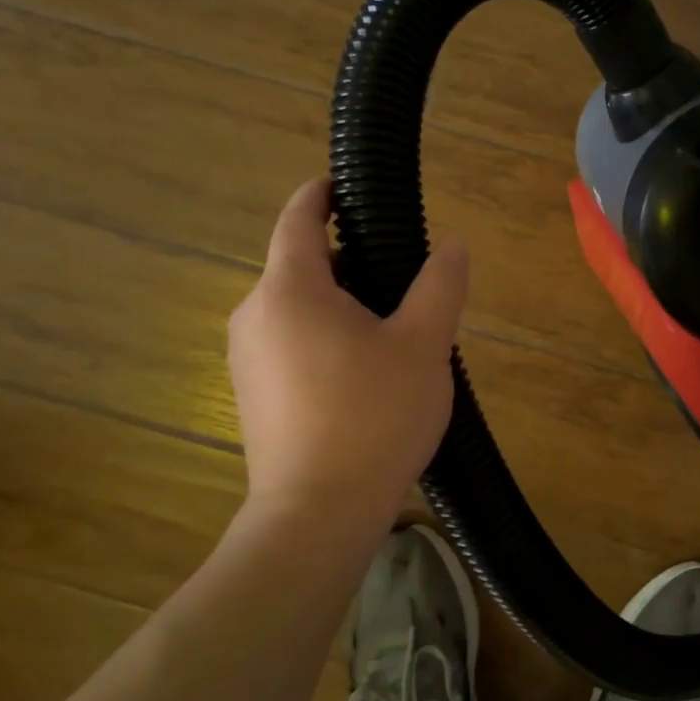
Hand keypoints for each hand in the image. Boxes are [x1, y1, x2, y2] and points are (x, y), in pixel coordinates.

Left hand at [228, 176, 467, 531]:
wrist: (317, 514)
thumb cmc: (373, 417)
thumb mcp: (423, 345)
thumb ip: (440, 286)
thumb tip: (453, 246)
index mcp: (291, 289)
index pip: (298, 218)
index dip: (322, 193)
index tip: (348, 186)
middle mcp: (255, 314)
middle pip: (300, 264)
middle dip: (348, 260)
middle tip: (403, 281)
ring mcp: (246, 358)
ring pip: (296, 307)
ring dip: (338, 303)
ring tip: (391, 333)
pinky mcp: (251, 394)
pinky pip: (288, 343)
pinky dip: (322, 337)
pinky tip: (362, 375)